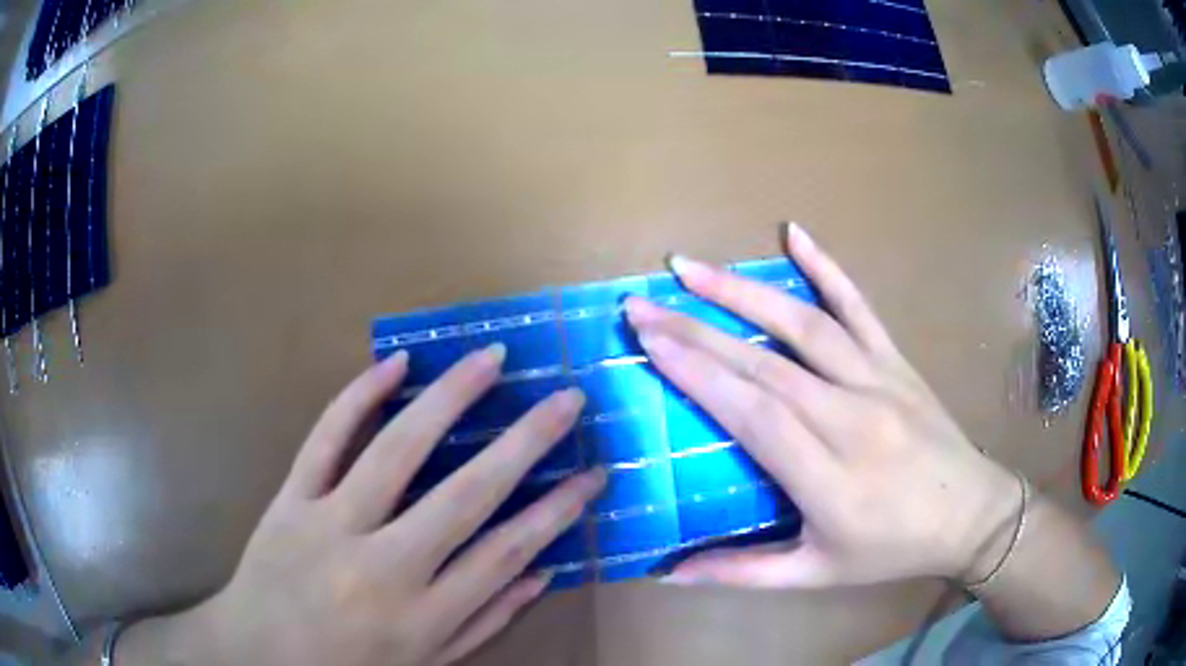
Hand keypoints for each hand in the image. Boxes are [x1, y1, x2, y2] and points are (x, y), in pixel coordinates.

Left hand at [152, 345, 604, 665]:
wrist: (259, 653)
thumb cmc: (349, 665)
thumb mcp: (428, 663)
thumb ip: (486, 620)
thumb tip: (542, 574)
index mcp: (423, 617)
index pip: (506, 555)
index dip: (557, 512)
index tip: (591, 473)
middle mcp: (383, 569)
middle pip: (464, 496)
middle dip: (524, 443)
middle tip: (566, 398)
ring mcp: (330, 526)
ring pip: (395, 453)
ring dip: (449, 400)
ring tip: (490, 360)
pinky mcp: (289, 499)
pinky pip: (324, 440)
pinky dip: (358, 397)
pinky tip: (395, 364)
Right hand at [624, 224, 1021, 588]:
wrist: (971, 514)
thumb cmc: (891, 550)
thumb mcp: (816, 574)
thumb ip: (742, 572)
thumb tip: (668, 573)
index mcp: (829, 479)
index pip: (753, 414)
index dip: (698, 374)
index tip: (649, 341)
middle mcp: (851, 419)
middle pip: (764, 364)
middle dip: (695, 329)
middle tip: (643, 304)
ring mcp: (879, 380)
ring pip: (803, 324)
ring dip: (741, 291)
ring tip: (689, 267)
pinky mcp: (896, 360)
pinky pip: (859, 305)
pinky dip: (826, 266)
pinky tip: (794, 233)